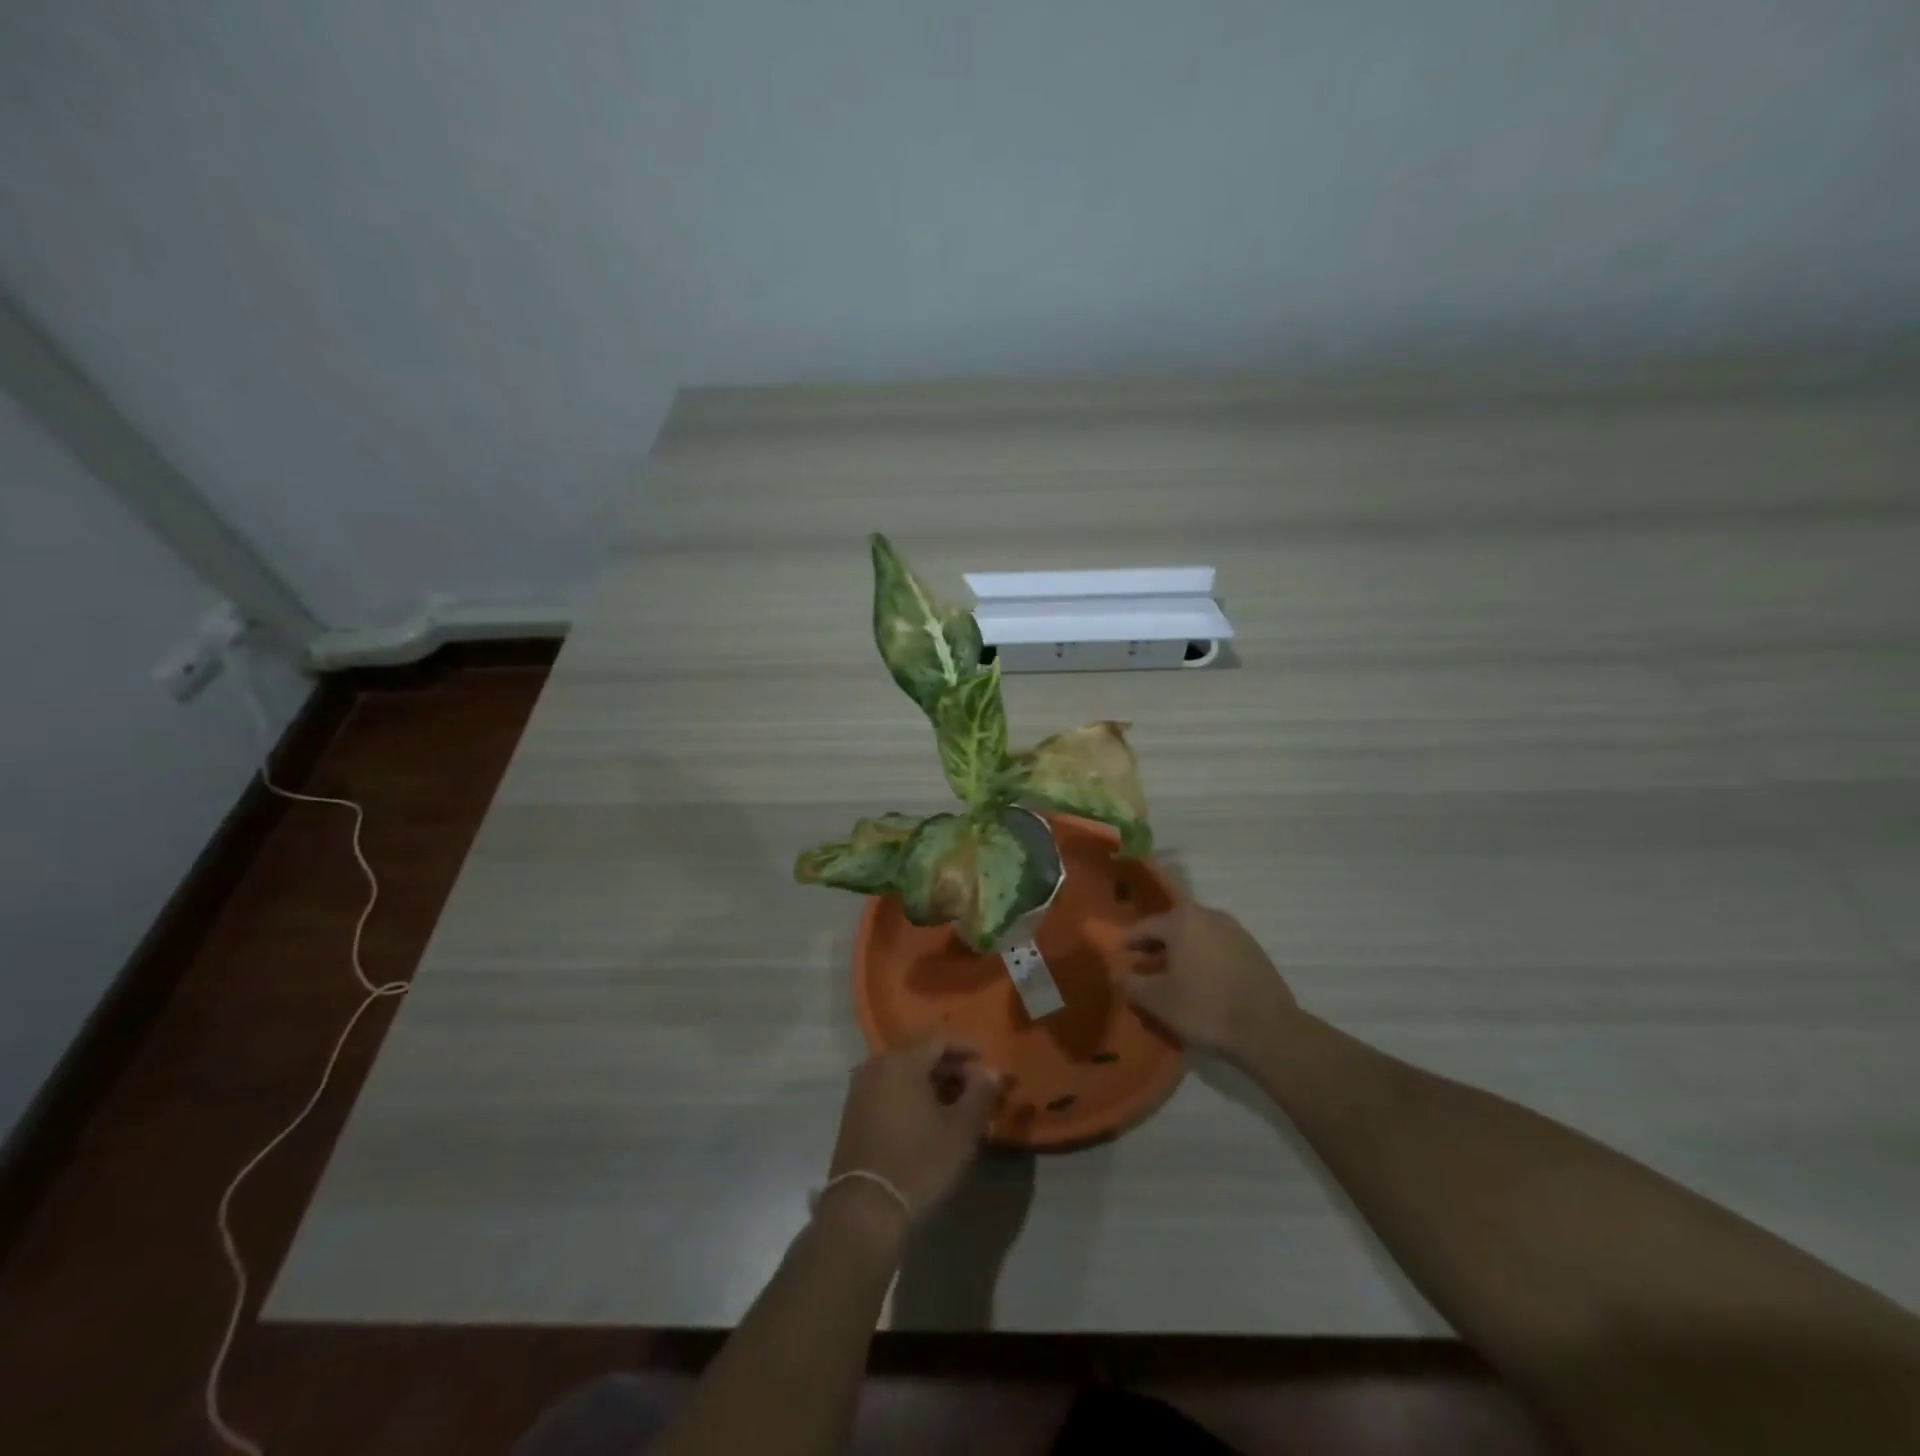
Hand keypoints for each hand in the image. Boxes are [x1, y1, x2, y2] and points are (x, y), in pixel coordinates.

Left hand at [825, 1040, 1001, 1232]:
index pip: (939, 1040)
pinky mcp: (853, 1114)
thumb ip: (980, 1093)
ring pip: (904, 1074)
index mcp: (901, 1061)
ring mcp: (861, 1090)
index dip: (967, 1048)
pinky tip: (929, 1120)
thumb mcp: (961, 1129)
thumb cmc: (919, 1163)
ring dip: (932, 1084)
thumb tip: (990, 1071)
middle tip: (976, 1088)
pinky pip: (889, 1091)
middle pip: (920, 1055)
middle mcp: (876, 1066)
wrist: (864, 1211)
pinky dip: (912, 1097)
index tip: (987, 1061)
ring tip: (957, 1107)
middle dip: (951, 1068)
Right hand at [1121, 903, 1299, 1064]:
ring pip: (1198, 934)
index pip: (1147, 925)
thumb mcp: (1158, 1001)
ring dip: (1182, 948)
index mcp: (1183, 921)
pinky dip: (1203, 955)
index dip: (1130, 939)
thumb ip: (1132, 985)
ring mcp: (1236, 931)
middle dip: (1156, 942)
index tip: (1119, 951)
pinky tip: (1200, 978)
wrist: (1268, 1030)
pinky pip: (1218, 945)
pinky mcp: (1254, 949)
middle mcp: (1209, 915)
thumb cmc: (1204, 1008)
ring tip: (1171, 970)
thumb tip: (1119, 976)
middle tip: (1142, 960)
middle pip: (1174, 925)